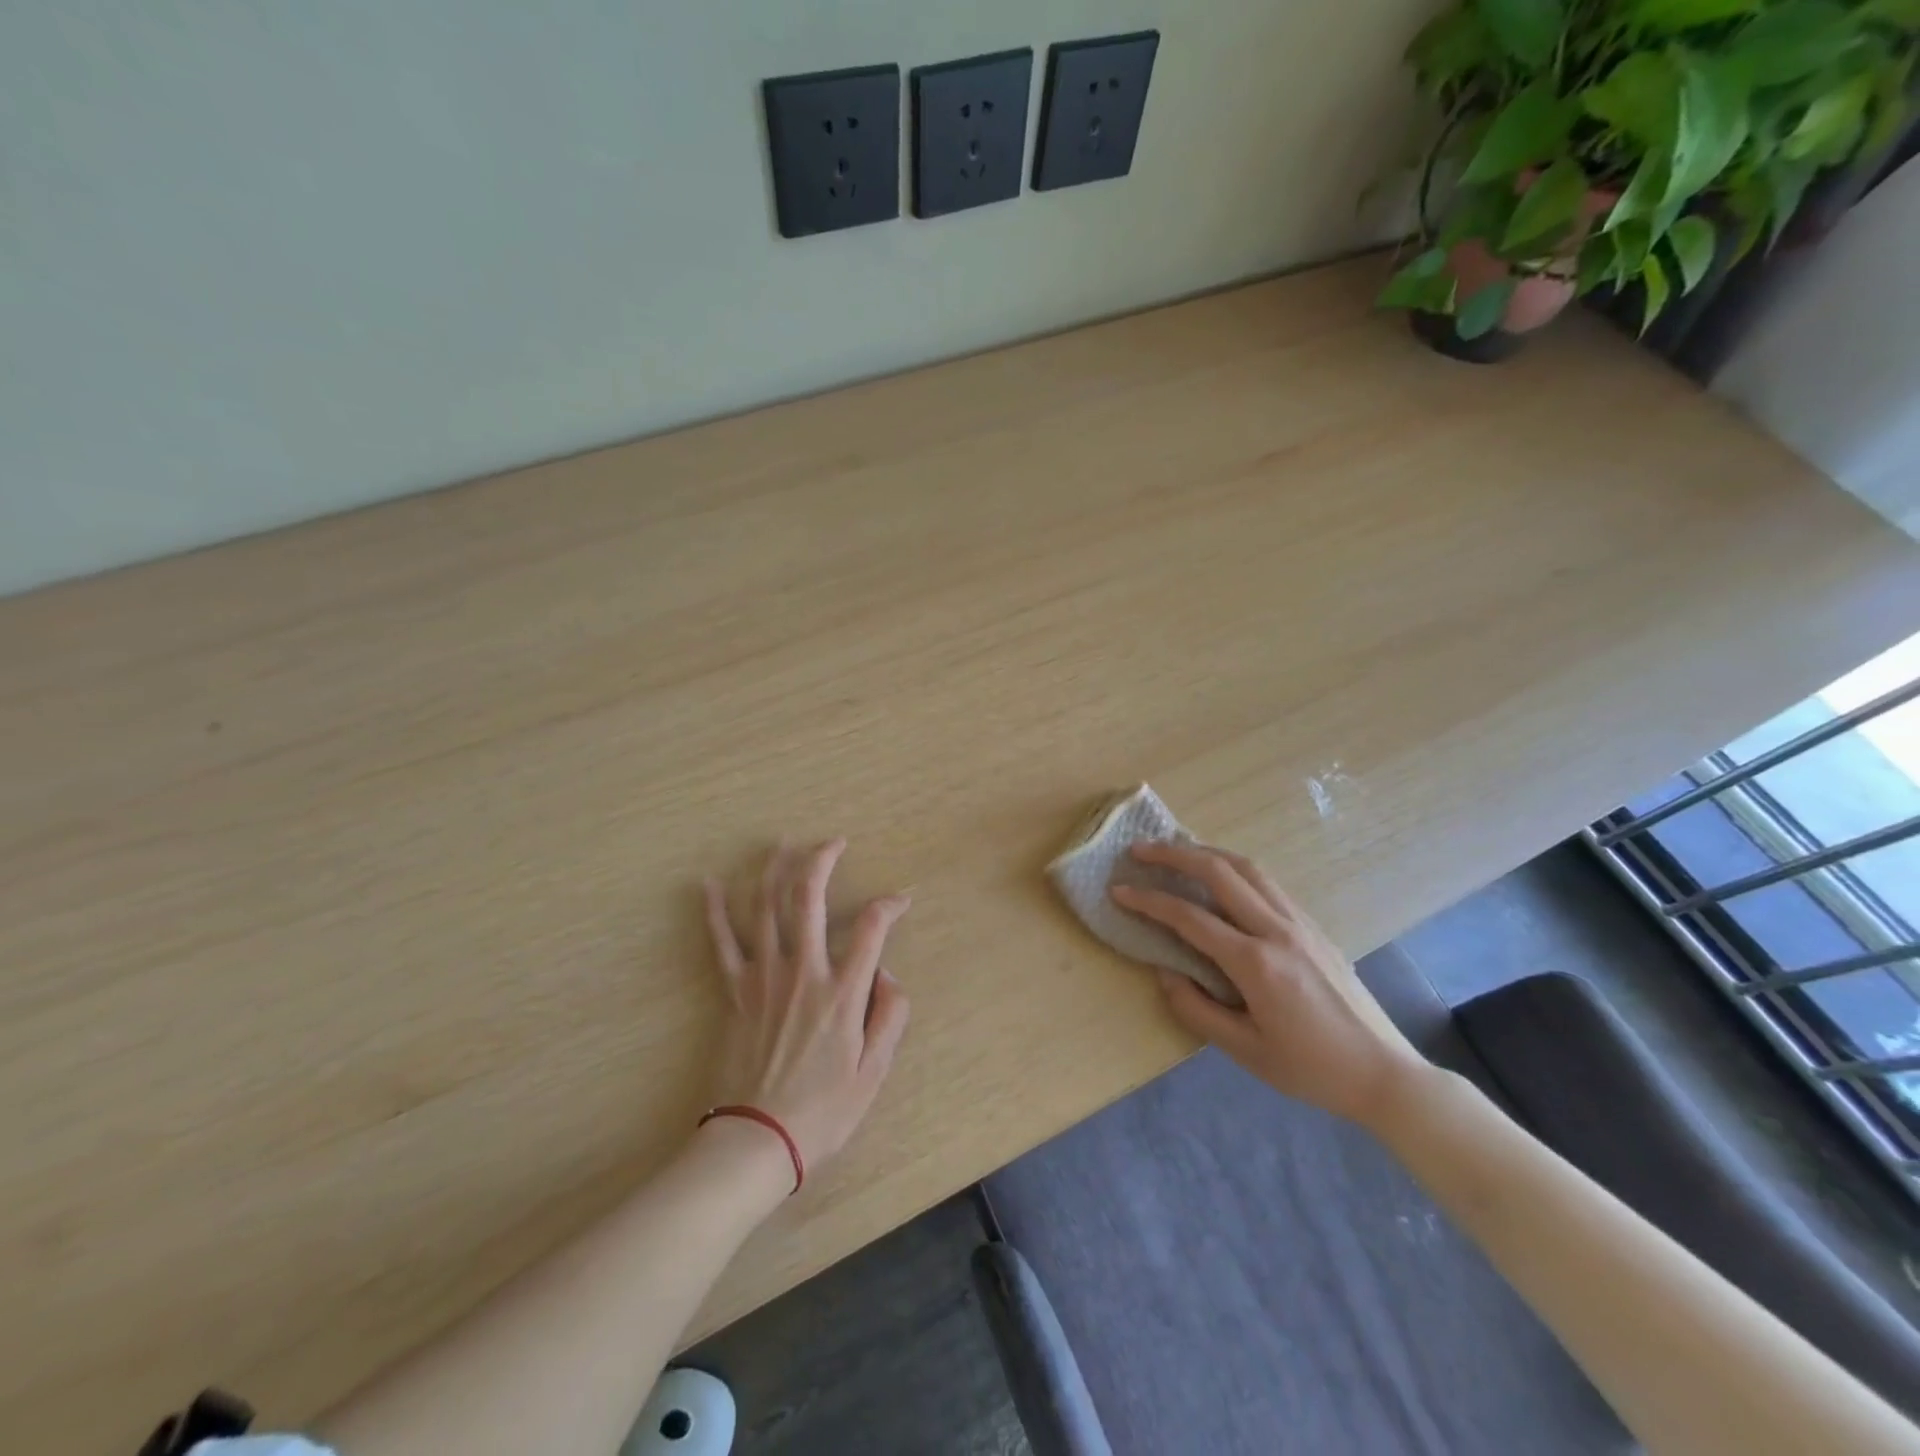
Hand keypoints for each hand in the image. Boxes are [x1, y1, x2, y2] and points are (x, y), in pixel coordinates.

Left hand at [703, 839, 911, 1172]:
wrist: (756, 1141)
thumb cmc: (822, 1111)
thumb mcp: (874, 1072)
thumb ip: (890, 1015)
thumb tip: (888, 973)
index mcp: (843, 992)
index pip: (873, 927)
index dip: (890, 904)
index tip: (900, 900)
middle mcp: (803, 971)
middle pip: (810, 898)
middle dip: (822, 860)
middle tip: (833, 842)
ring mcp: (764, 977)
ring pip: (766, 907)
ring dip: (774, 869)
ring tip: (782, 843)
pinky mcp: (734, 991)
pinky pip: (722, 942)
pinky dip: (714, 910)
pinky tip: (709, 883)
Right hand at [1111, 841, 1424, 1125]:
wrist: (1384, 1073)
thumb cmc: (1311, 1069)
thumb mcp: (1245, 1051)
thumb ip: (1197, 1009)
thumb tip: (1165, 973)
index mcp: (1256, 963)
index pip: (1189, 917)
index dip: (1148, 900)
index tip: (1119, 889)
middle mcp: (1277, 930)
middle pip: (1219, 872)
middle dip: (1174, 854)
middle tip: (1140, 850)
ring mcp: (1300, 923)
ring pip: (1248, 868)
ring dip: (1207, 852)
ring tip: (1177, 851)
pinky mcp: (1314, 927)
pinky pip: (1268, 884)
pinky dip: (1235, 869)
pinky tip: (1223, 878)